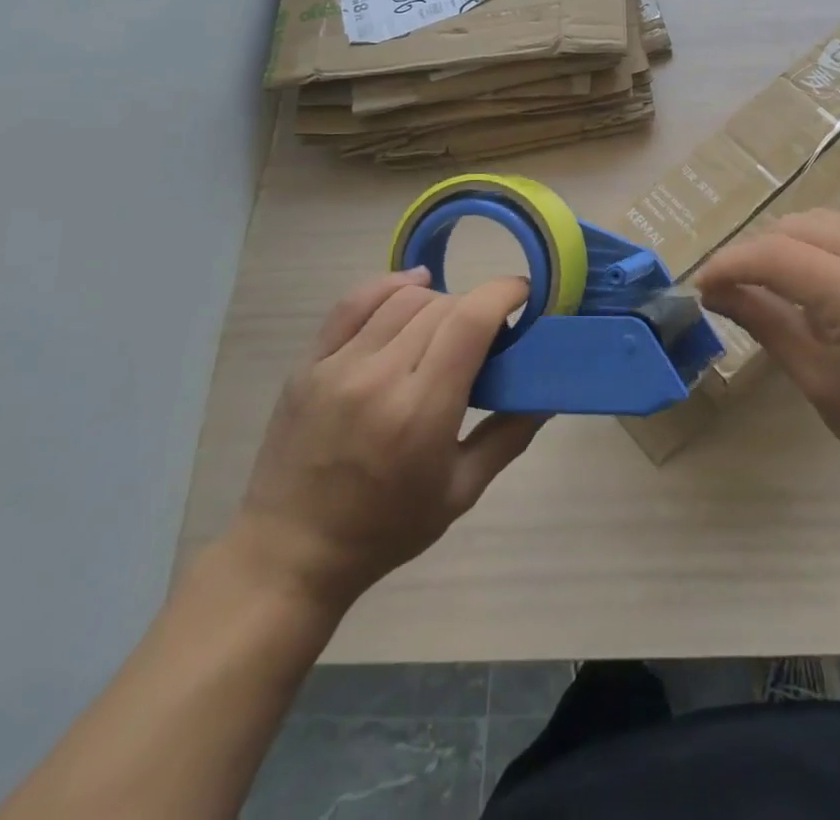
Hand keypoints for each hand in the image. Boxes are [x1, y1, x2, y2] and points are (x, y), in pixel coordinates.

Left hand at [229, 269, 542, 606]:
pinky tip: (413, 285)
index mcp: (421, 412)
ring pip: (403, 299)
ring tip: (448, 324)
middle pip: (442, 306)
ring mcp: (338, 366)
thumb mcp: (460, 493)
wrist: (291, 554)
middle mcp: (379, 377)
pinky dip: (389, 285)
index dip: (503, 293)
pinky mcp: (309, 363)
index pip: (470, 321)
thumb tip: (549, 392)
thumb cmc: (385, 530)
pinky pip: (353, 302)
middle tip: (488, 334)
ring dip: (439, 301)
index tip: (524, 294)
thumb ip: (509, 436)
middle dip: (476, 307)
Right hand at [694, 210, 839, 487]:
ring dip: (789, 242)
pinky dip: (824, 239)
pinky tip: (820, 273)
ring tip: (774, 281)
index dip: (730, 263)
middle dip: (756, 251)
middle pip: (797, 226)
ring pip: (824, 218)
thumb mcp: (816, 379)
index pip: (775, 255)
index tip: (703, 284)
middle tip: (734, 287)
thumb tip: (716, 292)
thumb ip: (764, 323)